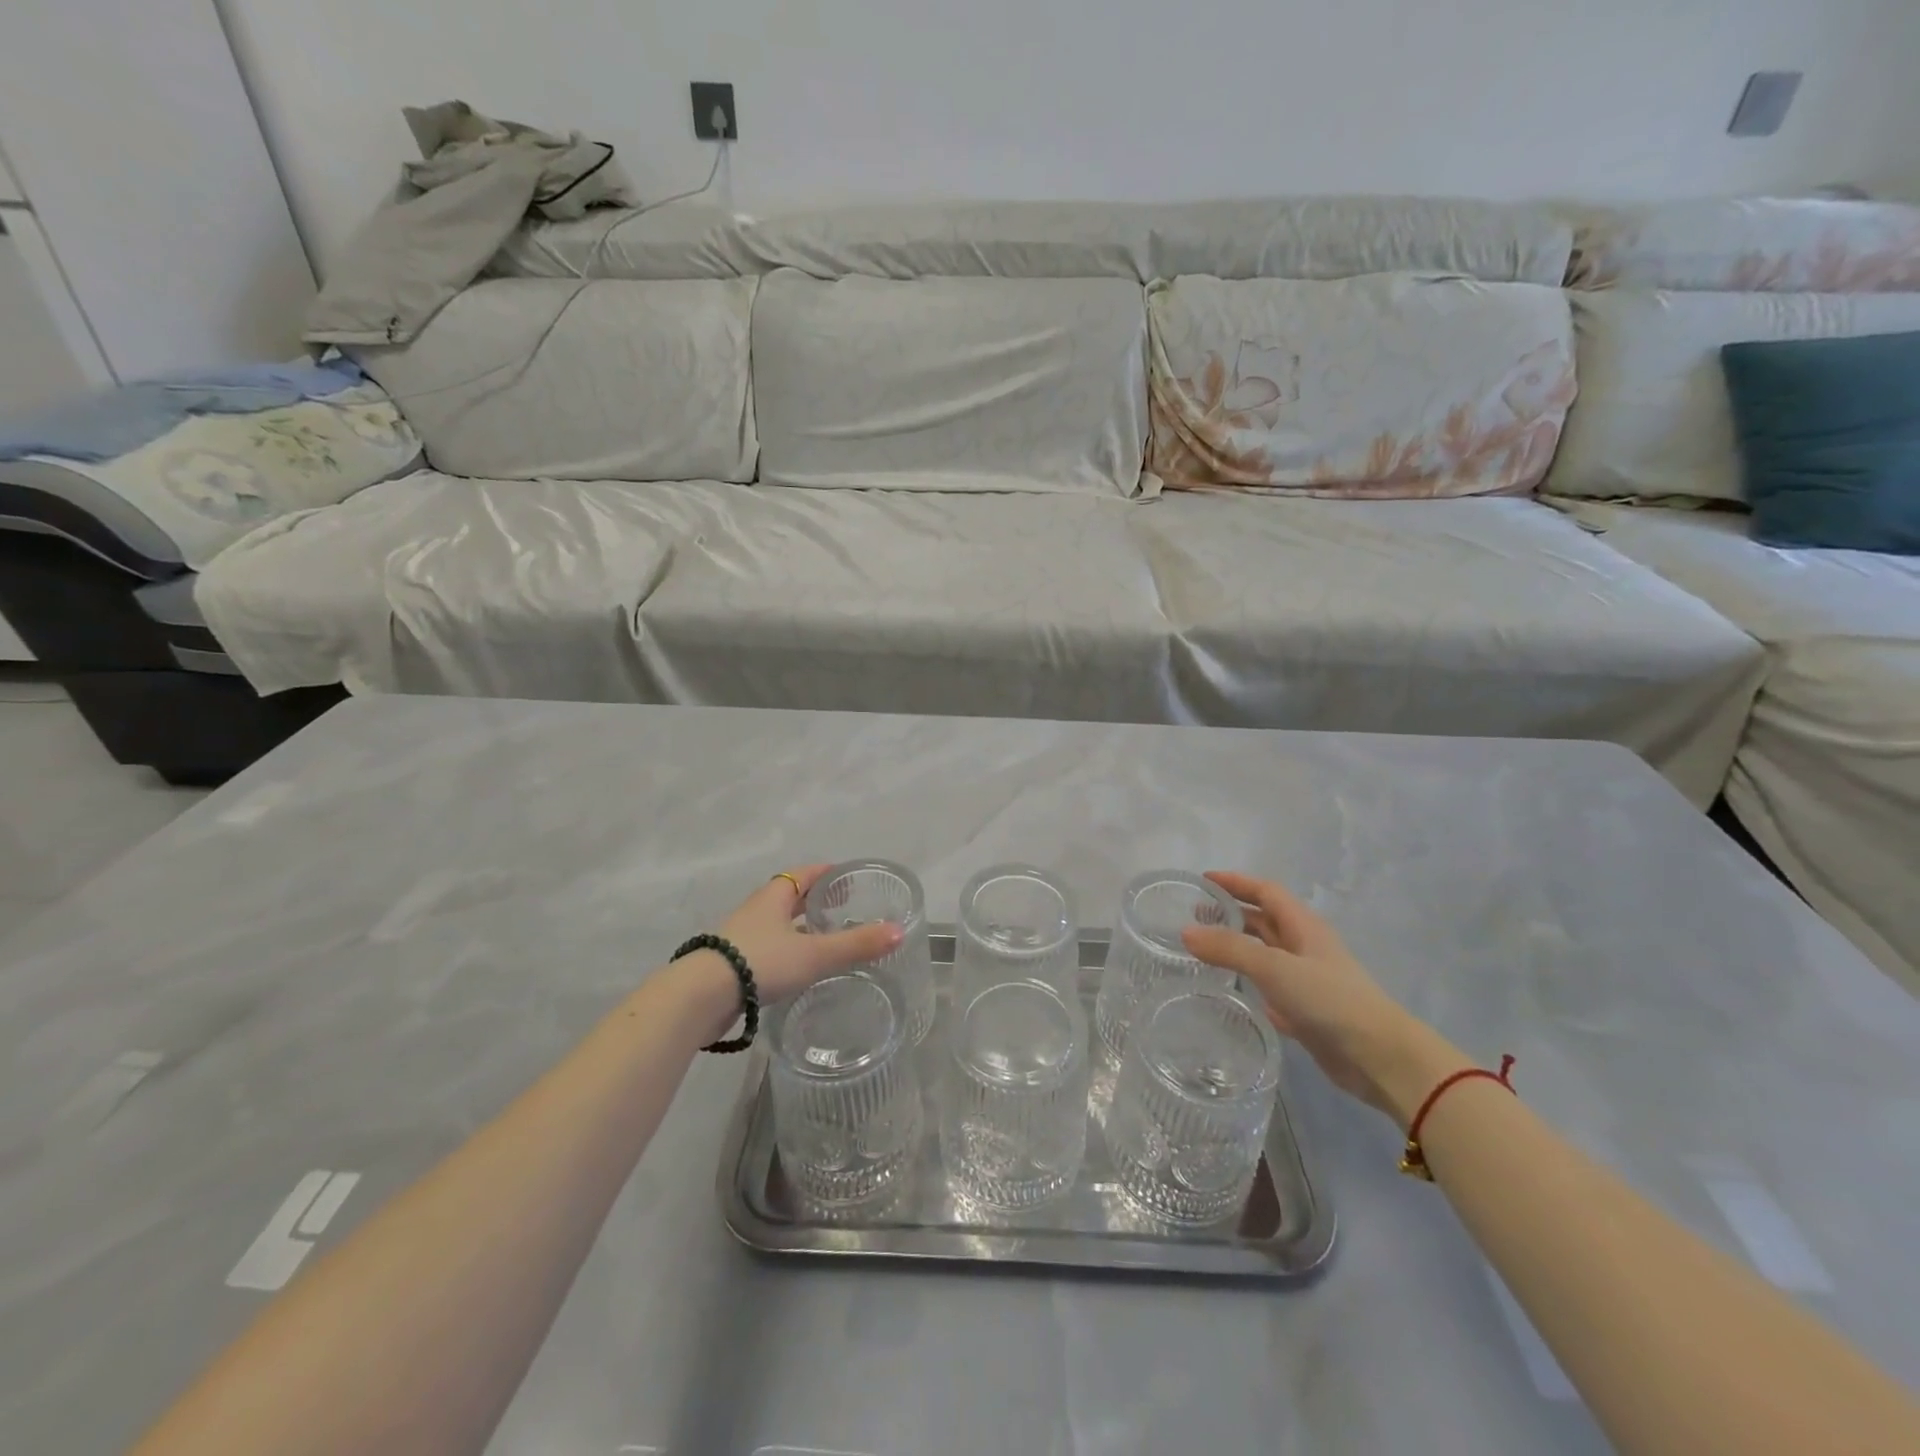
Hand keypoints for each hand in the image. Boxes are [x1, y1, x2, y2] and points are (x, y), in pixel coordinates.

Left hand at [710, 864, 903, 1007]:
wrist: (700, 997)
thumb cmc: (760, 962)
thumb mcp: (815, 954)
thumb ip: (856, 944)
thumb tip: (899, 931)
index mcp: (774, 897)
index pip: (805, 874)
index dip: (827, 873)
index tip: (848, 877)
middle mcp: (757, 910)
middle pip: (790, 897)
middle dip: (815, 901)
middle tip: (843, 908)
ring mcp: (742, 937)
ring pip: (777, 925)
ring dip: (799, 928)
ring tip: (825, 939)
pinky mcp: (732, 964)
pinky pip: (767, 948)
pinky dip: (786, 951)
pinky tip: (798, 968)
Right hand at [1182, 871, 1465, 1126]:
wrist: (1379, 1057)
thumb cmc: (1330, 1000)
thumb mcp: (1275, 968)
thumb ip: (1230, 949)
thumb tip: (1186, 931)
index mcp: (1303, 926)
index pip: (1266, 892)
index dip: (1236, 882)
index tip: (1203, 881)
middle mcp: (1304, 947)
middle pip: (1264, 920)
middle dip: (1231, 914)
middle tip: (1194, 917)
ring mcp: (1306, 979)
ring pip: (1265, 953)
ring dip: (1236, 946)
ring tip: (1201, 949)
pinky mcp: (1304, 1009)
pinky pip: (1268, 985)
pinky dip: (1247, 979)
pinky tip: (1226, 988)